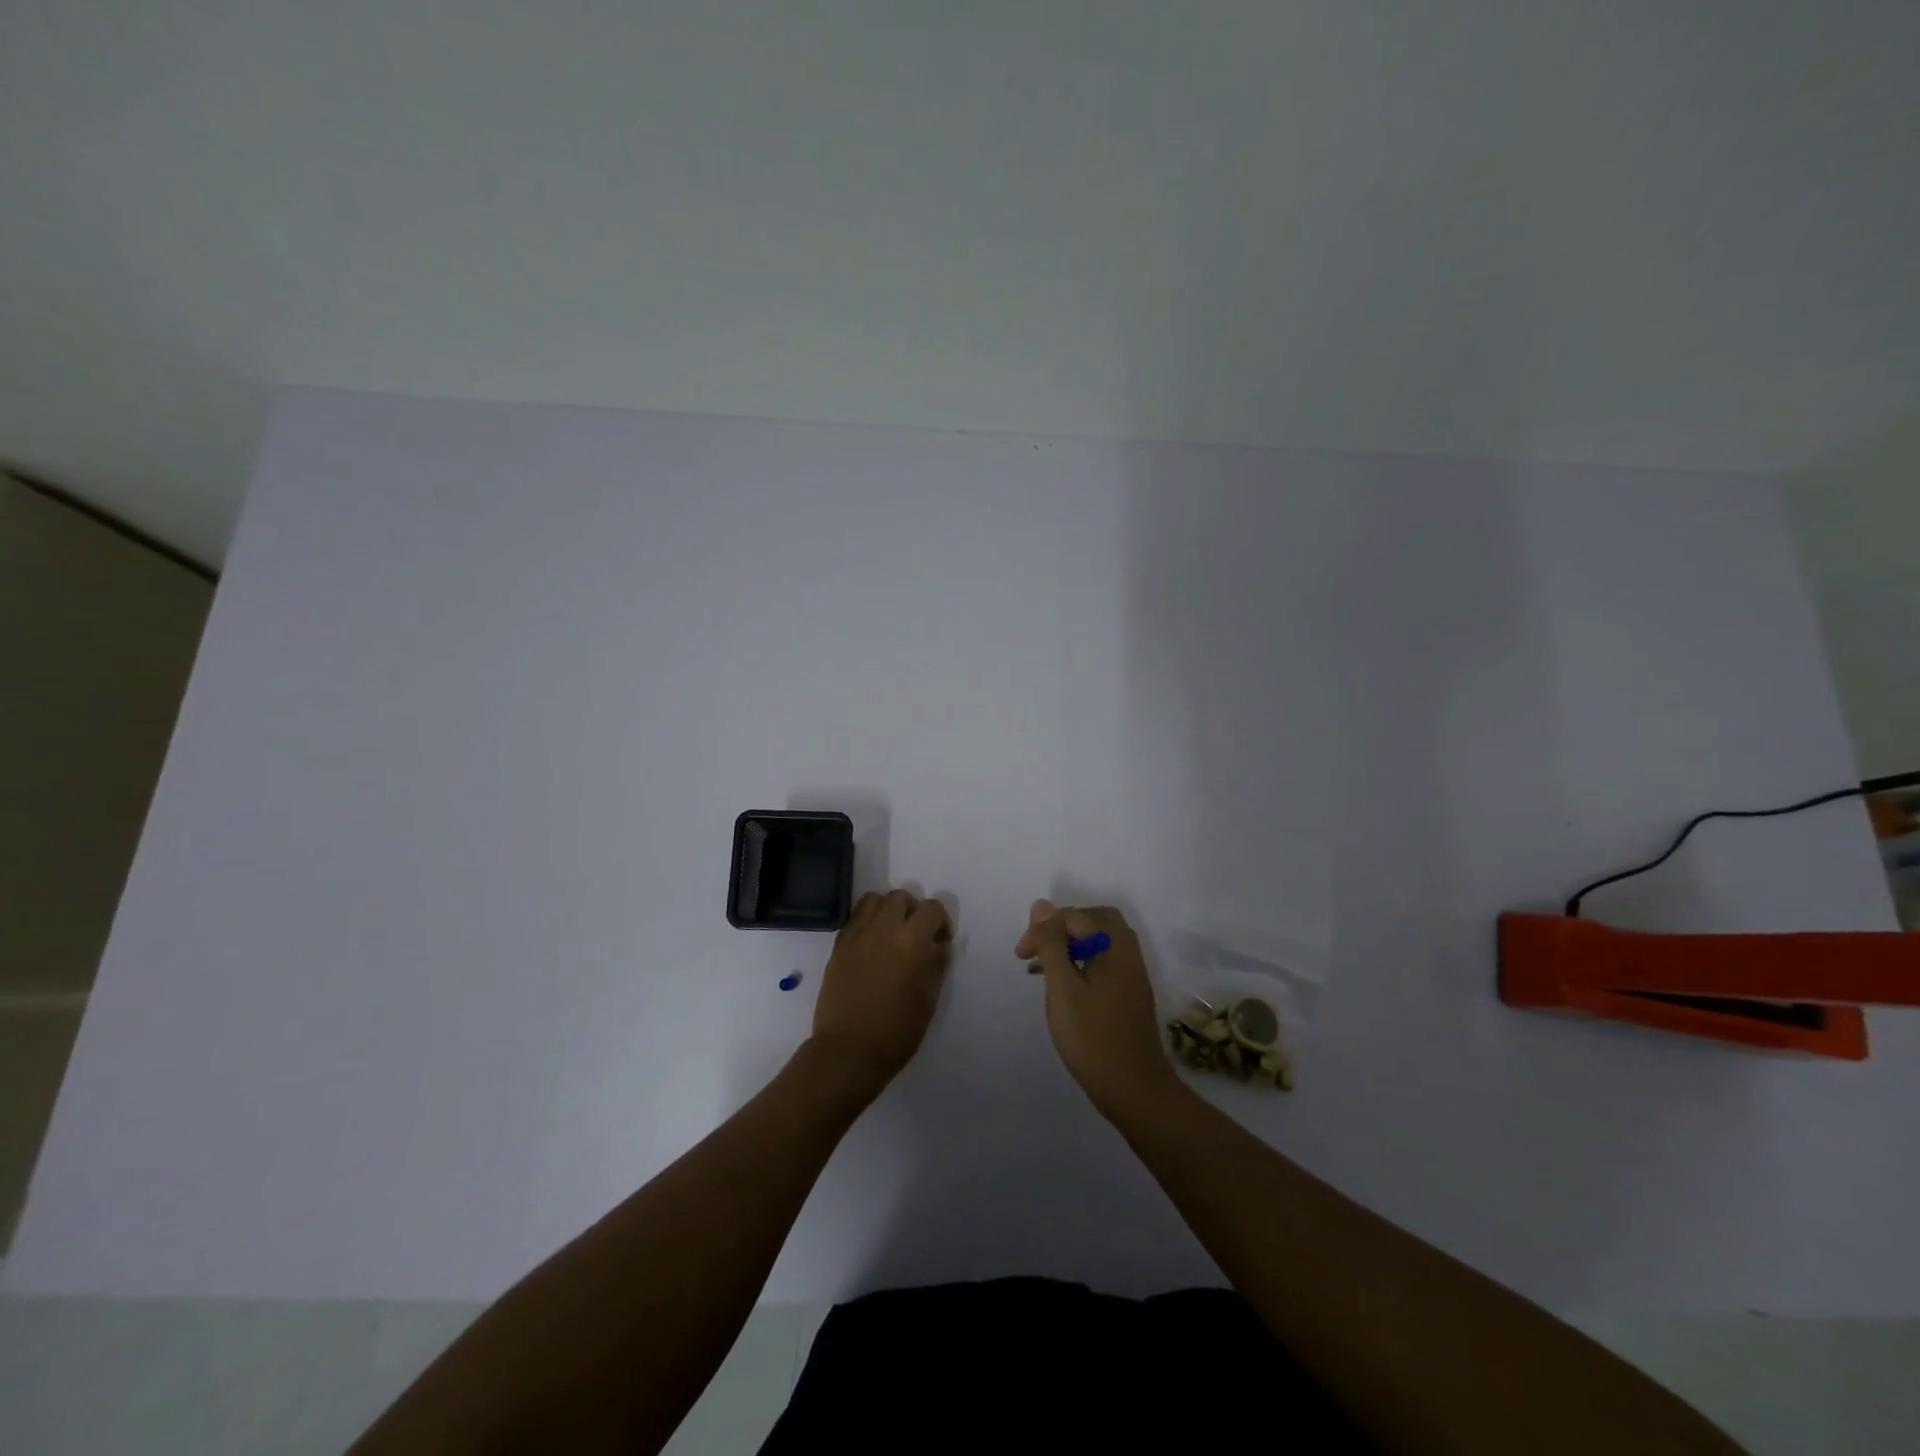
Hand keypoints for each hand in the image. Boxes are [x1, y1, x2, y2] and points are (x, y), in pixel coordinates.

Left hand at [811, 889, 952, 1098]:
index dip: (941, 921)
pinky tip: (870, 946)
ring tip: (890, 934)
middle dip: (912, 910)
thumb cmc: (896, 1031)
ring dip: (886, 910)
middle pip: (900, 897)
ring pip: (873, 900)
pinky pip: (854, 919)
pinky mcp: (838, 946)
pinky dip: (866, 923)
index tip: (940, 941)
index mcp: (911, 942)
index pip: (932, 908)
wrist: (848, 1050)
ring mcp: (856, 935)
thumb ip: (936, 965)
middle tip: (915, 935)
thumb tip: (939, 946)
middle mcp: (883, 929)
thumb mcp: (928, 1000)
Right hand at [1018, 900, 1178, 1117]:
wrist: (1134, 1089)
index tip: (1022, 955)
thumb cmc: (1093, 1037)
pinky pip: (1104, 960)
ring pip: (1098, 941)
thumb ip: (1052, 944)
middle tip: (1036, 950)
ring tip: (1043, 968)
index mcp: (1114, 945)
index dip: (1043, 928)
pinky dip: (1081, 962)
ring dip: (1070, 946)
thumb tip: (1042, 905)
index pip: (1074, 916)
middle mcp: (1128, 952)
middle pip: (1093, 920)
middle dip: (1060, 928)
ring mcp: (1132, 973)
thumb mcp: (1063, 988)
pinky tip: (1064, 986)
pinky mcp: (1130, 992)